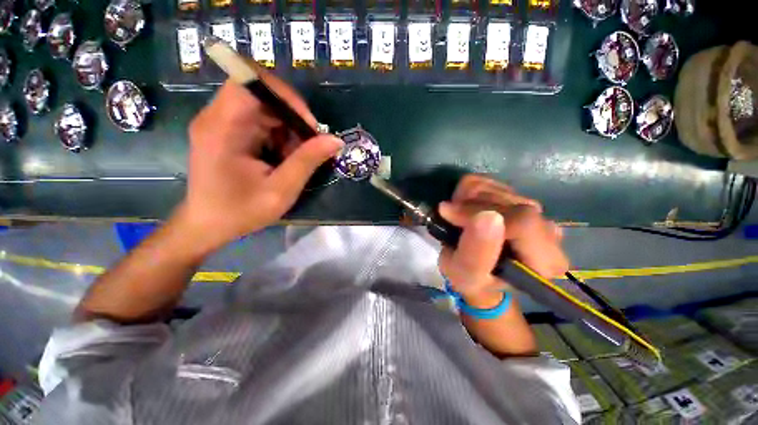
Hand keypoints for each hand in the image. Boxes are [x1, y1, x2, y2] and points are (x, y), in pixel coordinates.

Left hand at [177, 67, 343, 253]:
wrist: (207, 226)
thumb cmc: (240, 212)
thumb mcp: (281, 190)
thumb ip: (307, 162)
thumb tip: (336, 140)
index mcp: (223, 128)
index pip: (252, 83)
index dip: (286, 97)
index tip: (309, 125)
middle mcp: (217, 117)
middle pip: (262, 95)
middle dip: (293, 119)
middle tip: (310, 147)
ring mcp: (220, 123)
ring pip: (265, 108)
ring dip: (288, 130)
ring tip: (296, 157)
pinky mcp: (226, 131)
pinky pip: (260, 120)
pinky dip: (279, 136)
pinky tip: (283, 158)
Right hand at [437, 175, 568, 306]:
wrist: (477, 271)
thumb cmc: (473, 280)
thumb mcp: (467, 275)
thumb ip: (476, 252)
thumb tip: (486, 216)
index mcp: (546, 260)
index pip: (522, 223)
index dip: (480, 213)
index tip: (450, 216)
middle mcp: (549, 232)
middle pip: (511, 202)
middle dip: (471, 207)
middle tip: (451, 219)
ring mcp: (535, 211)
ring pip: (499, 189)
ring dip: (468, 199)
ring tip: (457, 217)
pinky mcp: (518, 197)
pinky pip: (491, 182)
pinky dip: (469, 191)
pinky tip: (465, 208)